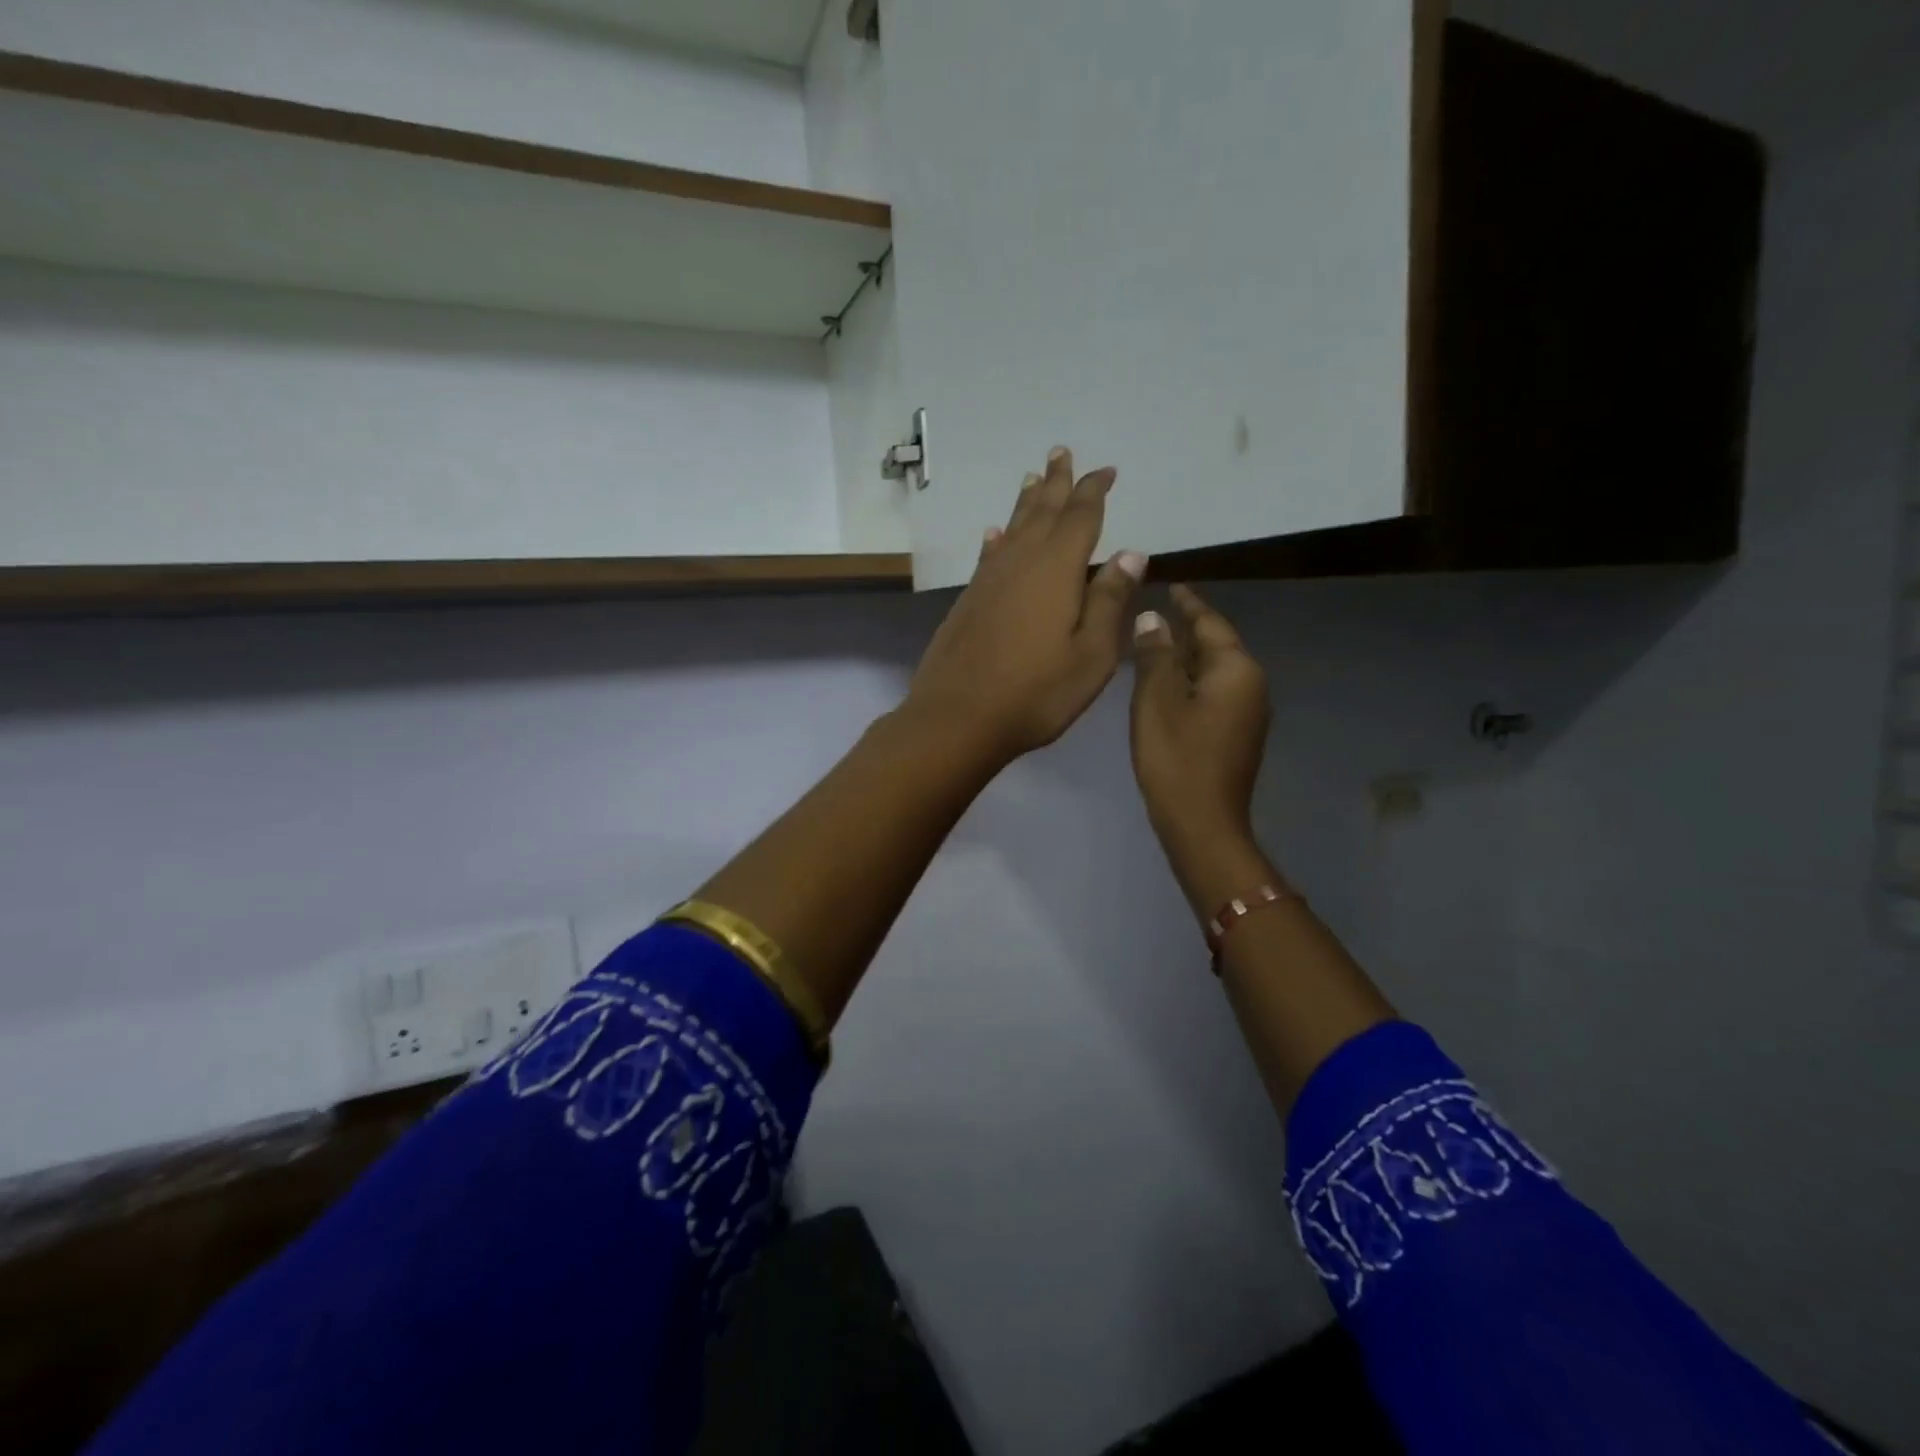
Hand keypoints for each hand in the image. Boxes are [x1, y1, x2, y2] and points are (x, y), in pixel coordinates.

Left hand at [905, 446, 1146, 765]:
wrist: (957, 717)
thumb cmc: (1035, 692)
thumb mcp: (1091, 654)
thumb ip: (1109, 601)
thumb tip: (1132, 553)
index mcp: (1057, 569)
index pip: (1081, 517)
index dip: (1094, 491)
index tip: (1106, 471)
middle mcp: (1020, 562)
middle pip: (1042, 512)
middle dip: (1057, 482)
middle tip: (1061, 452)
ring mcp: (989, 581)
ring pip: (1013, 528)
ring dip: (1026, 502)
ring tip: (1033, 478)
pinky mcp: (968, 601)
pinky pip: (988, 555)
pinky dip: (997, 539)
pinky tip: (995, 534)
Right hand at [1129, 585, 1270, 873]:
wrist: (1202, 823)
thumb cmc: (1176, 757)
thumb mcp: (1156, 699)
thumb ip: (1155, 654)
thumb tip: (1153, 619)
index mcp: (1236, 669)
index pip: (1210, 623)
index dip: (1188, 604)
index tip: (1172, 584)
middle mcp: (1251, 685)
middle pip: (1216, 646)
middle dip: (1187, 630)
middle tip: (1153, 614)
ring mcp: (1248, 713)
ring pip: (1214, 671)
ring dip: (1186, 658)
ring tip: (1154, 646)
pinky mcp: (1238, 735)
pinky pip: (1214, 694)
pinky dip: (1190, 683)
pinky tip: (1166, 687)